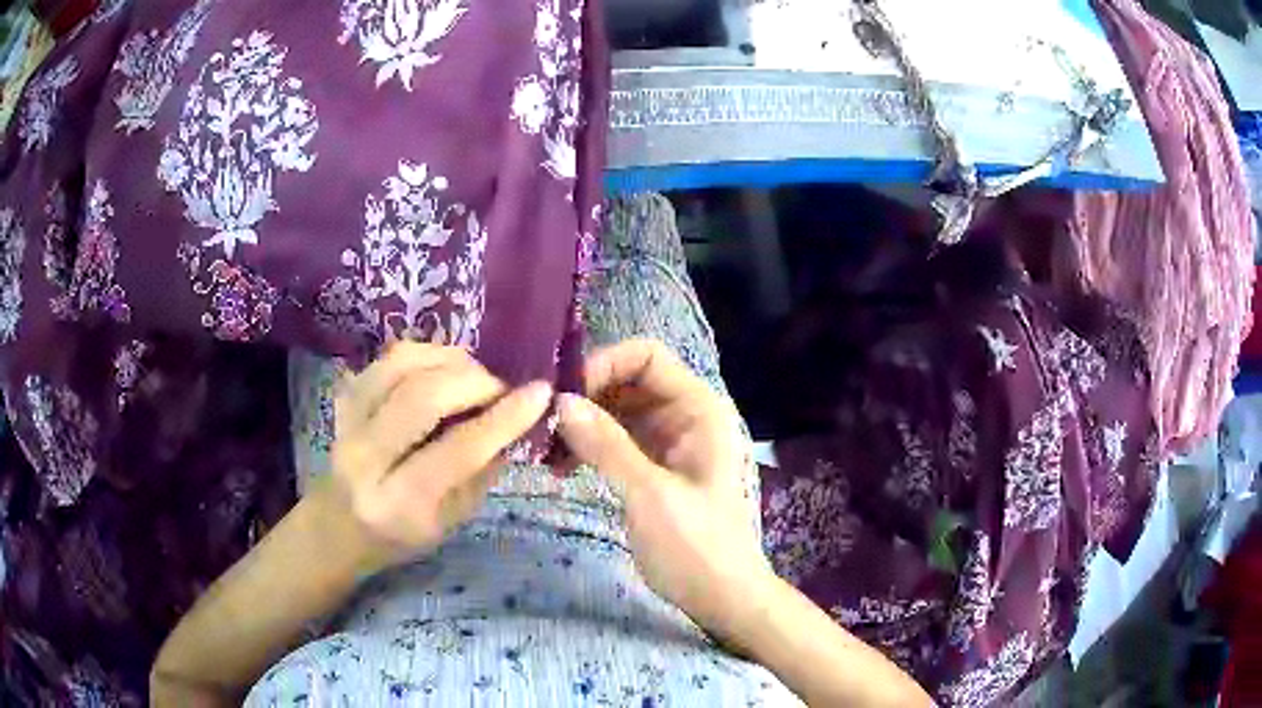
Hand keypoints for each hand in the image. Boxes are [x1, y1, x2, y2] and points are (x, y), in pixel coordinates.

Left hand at [323, 342, 551, 570]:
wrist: (339, 523)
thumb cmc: (402, 534)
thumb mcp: (452, 520)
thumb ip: (482, 471)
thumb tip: (516, 421)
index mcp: (399, 503)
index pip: (457, 450)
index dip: (504, 418)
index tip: (540, 393)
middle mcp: (365, 458)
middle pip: (423, 396)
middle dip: (475, 381)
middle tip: (501, 388)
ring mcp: (347, 421)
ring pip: (403, 365)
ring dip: (451, 360)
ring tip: (474, 375)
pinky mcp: (343, 398)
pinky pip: (388, 358)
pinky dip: (425, 353)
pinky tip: (444, 368)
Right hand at [556, 339, 771, 640]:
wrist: (721, 597)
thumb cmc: (696, 546)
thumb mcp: (649, 494)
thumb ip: (606, 445)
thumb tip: (560, 401)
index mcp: (696, 409)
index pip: (646, 356)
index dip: (603, 365)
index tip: (563, 396)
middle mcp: (682, 415)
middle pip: (625, 381)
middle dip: (584, 398)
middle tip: (542, 426)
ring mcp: (666, 442)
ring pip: (614, 412)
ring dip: (580, 425)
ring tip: (544, 452)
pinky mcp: (651, 468)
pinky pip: (613, 442)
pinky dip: (587, 448)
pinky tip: (560, 470)